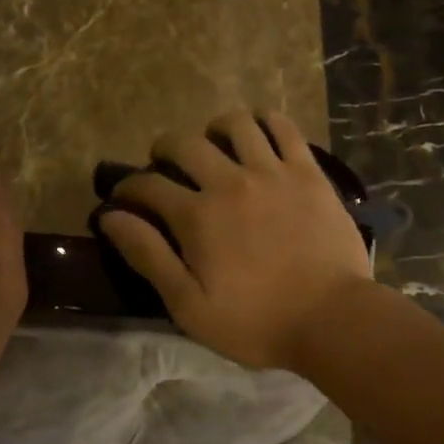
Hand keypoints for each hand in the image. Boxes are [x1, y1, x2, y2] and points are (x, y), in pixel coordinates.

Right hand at [98, 111, 372, 369]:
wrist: (332, 318)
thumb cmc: (257, 322)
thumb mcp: (189, 305)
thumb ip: (148, 256)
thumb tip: (110, 216)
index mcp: (197, 216)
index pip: (148, 184)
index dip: (129, 187)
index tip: (124, 196)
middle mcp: (230, 181)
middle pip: (185, 144)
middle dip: (165, 149)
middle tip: (166, 164)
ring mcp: (272, 171)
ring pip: (235, 124)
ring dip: (215, 128)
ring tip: (215, 143)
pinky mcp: (307, 171)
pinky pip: (283, 127)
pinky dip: (265, 121)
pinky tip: (259, 131)